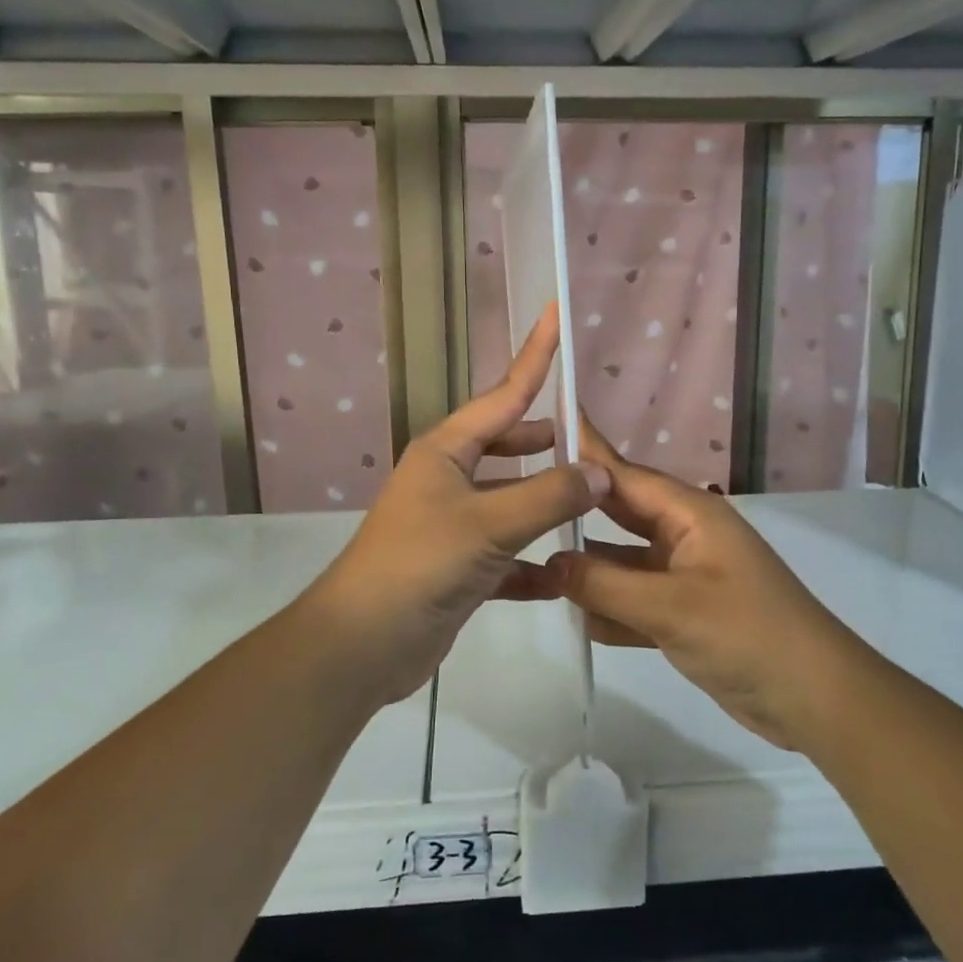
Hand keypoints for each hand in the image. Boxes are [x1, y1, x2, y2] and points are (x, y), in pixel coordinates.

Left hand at [302, 304, 609, 704]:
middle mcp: (447, 480)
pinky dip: (532, 563)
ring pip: (510, 502)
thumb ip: (549, 495)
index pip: (503, 395)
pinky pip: (506, 554)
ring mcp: (451, 525)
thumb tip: (600, 472)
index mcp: (446, 451)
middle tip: (588, 442)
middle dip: (544, 442)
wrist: (363, 644)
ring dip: (544, 505)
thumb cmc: (420, 565)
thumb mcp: (489, 523)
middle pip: (506, 447)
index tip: (554, 317)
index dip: (534, 357)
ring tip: (589, 505)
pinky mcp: (457, 568)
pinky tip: (564, 577)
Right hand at [545, 423, 853, 748]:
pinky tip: (571, 616)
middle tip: (520, 499)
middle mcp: (684, 535)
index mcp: (689, 514)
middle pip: (618, 513)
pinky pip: (633, 600)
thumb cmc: (748, 635)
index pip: (623, 475)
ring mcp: (684, 575)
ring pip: (622, 560)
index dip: (583, 454)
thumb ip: (604, 584)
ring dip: (585, 566)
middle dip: (575, 510)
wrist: (815, 699)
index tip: (541, 429)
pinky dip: (607, 607)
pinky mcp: (684, 613)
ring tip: (528, 561)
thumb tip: (547, 564)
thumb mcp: (671, 607)